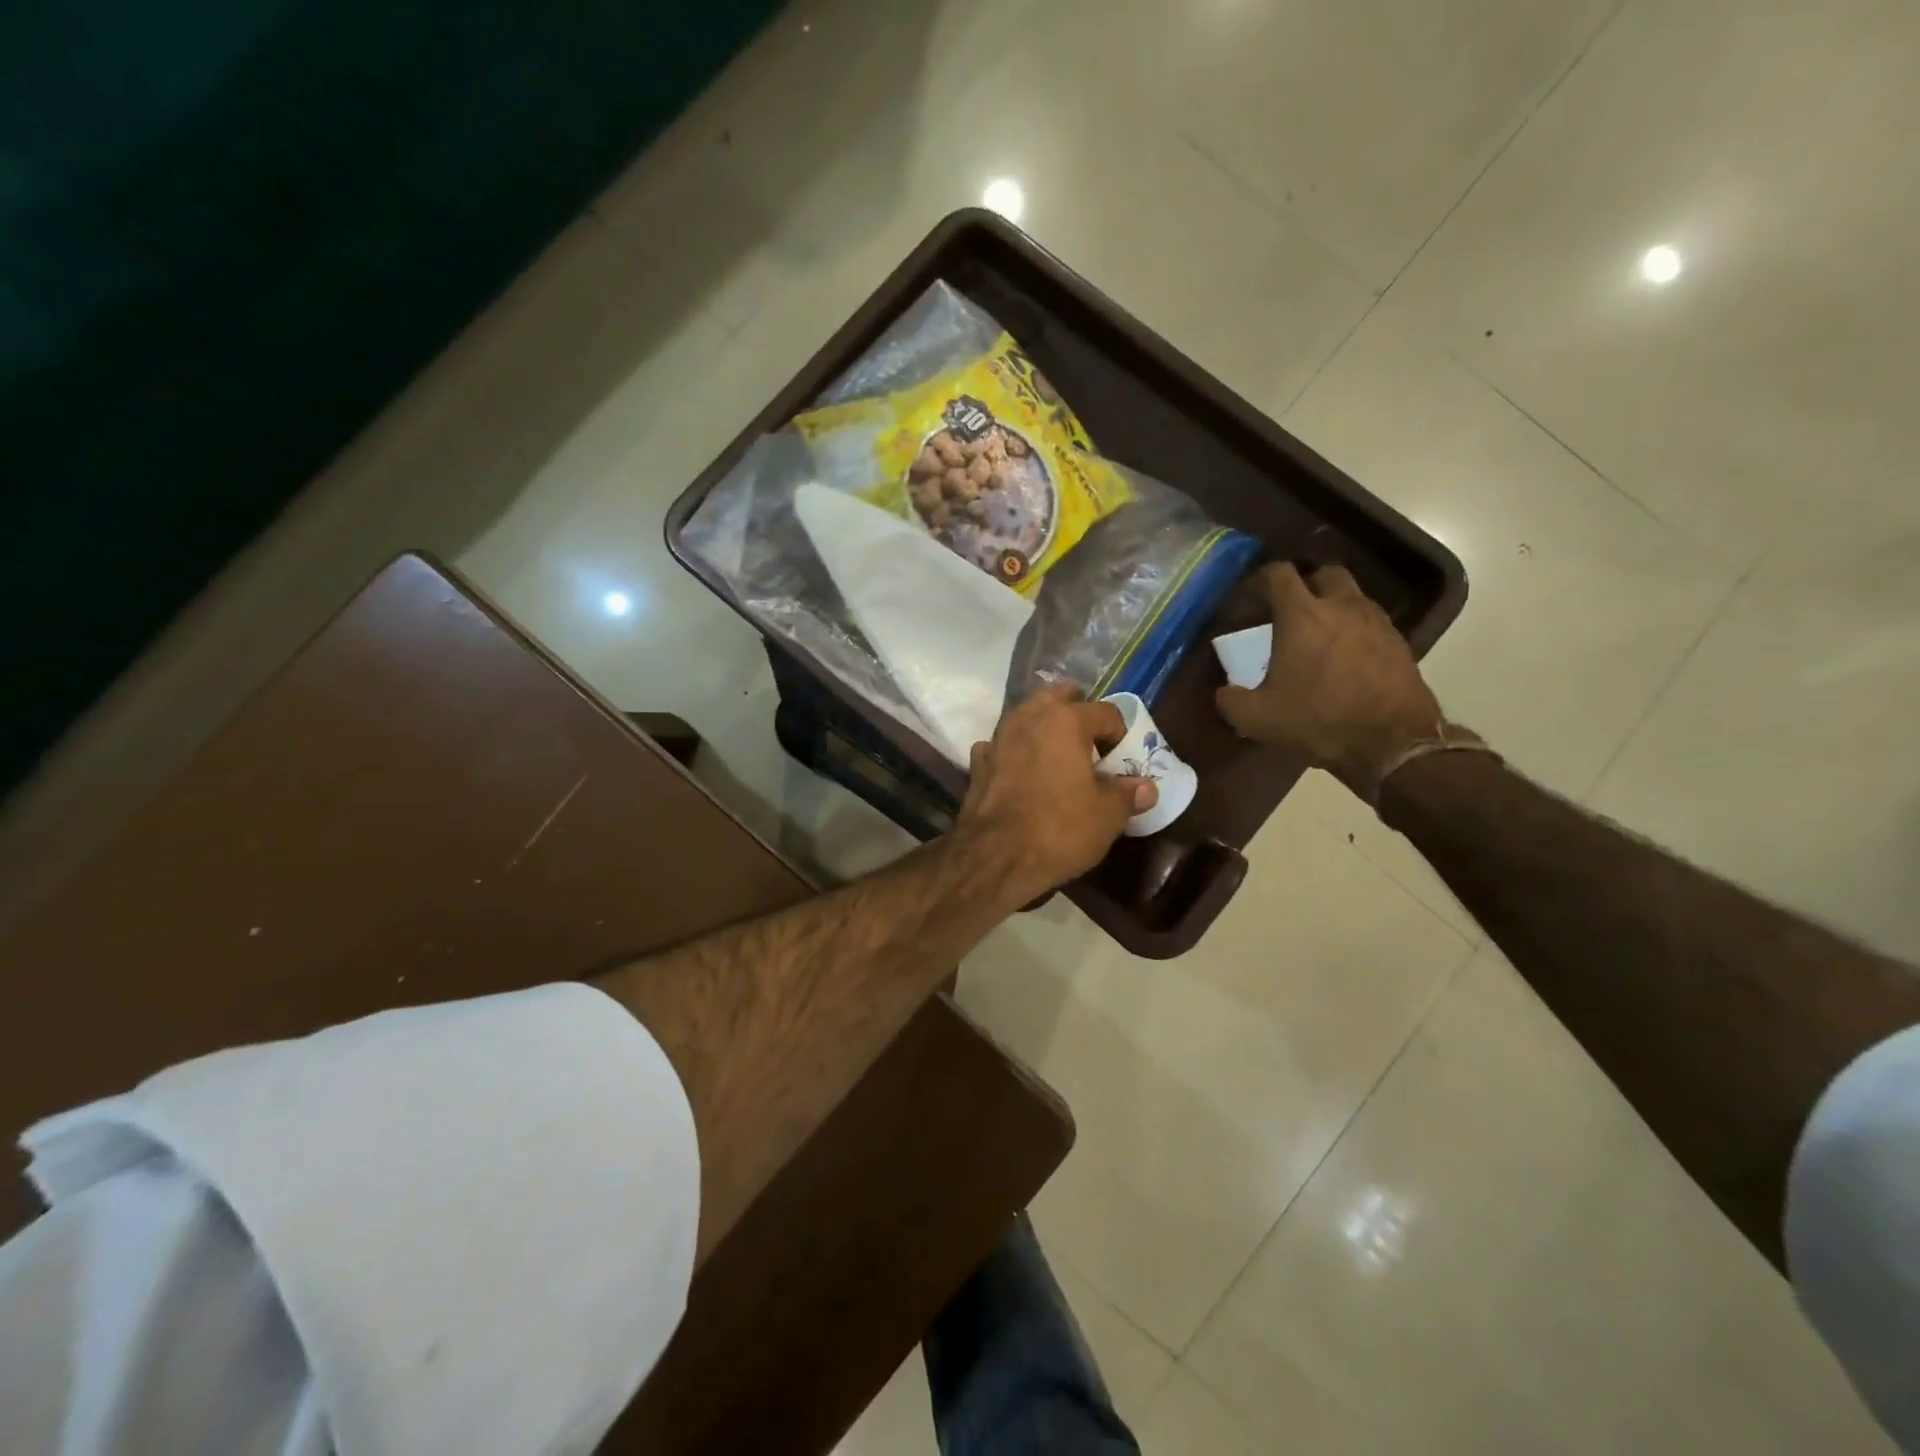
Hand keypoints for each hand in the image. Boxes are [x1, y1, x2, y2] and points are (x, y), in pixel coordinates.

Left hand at [956, 684, 1156, 899]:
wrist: (994, 857)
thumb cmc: (1059, 829)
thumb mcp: (1107, 816)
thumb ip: (1127, 794)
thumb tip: (1146, 787)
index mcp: (1066, 720)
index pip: (1106, 712)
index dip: (1120, 735)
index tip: (1121, 762)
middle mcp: (1029, 717)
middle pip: (1059, 698)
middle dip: (1077, 713)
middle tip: (1090, 747)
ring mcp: (998, 737)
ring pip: (1027, 718)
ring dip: (1044, 730)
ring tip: (1058, 760)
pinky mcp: (978, 763)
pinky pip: (1002, 747)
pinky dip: (1015, 754)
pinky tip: (1022, 776)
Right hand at [1215, 563, 1443, 795]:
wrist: (1393, 743)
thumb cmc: (1319, 721)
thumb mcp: (1256, 718)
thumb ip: (1230, 699)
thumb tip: (1224, 691)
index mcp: (1302, 615)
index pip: (1278, 574)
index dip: (1259, 581)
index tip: (1249, 600)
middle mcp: (1342, 606)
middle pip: (1323, 574)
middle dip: (1305, 585)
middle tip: (1289, 612)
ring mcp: (1376, 622)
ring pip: (1352, 596)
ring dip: (1333, 607)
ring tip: (1318, 637)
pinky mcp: (1399, 643)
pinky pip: (1371, 623)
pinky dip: (1354, 630)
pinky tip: (1345, 659)